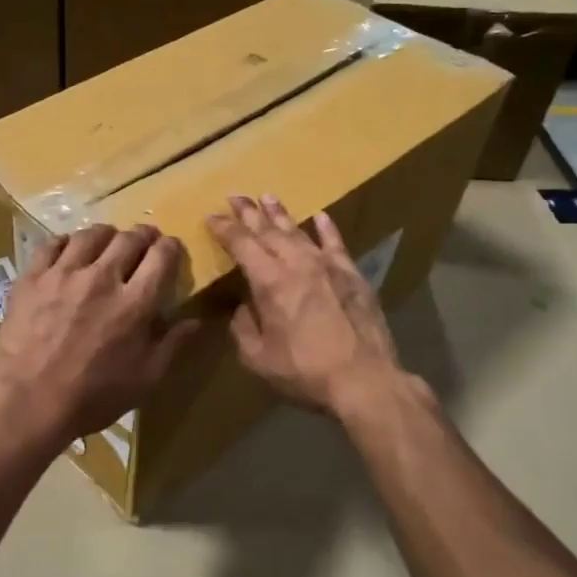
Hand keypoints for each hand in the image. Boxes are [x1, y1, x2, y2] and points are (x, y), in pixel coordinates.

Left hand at [0, 224, 196, 445]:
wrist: (28, 402)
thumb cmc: (92, 397)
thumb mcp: (145, 380)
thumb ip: (173, 344)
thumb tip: (196, 319)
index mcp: (135, 302)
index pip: (162, 255)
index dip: (171, 247)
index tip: (171, 251)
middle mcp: (102, 277)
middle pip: (129, 238)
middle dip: (144, 236)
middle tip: (144, 242)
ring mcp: (64, 273)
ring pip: (92, 234)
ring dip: (107, 235)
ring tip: (108, 243)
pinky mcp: (32, 277)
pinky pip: (52, 243)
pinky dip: (67, 242)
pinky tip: (69, 251)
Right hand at [206, 195, 412, 417]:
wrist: (365, 380)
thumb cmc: (305, 372)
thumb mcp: (258, 358)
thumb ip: (243, 327)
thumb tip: (242, 307)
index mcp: (270, 282)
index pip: (241, 244)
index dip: (224, 228)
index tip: (211, 216)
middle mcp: (297, 264)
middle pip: (268, 230)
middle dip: (248, 212)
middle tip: (235, 195)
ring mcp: (328, 266)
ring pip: (299, 231)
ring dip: (280, 214)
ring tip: (267, 197)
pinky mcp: (352, 275)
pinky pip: (336, 243)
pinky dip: (326, 228)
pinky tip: (320, 215)